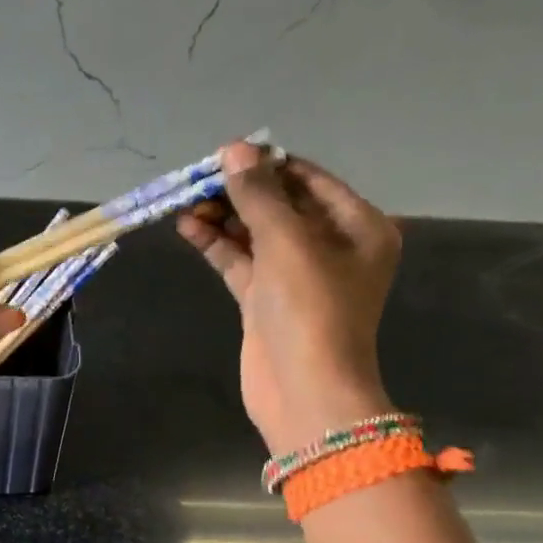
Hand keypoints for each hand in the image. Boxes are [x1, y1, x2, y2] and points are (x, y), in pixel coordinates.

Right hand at [177, 142, 399, 453]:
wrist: (305, 391)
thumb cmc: (310, 310)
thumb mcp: (287, 243)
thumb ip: (259, 196)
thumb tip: (234, 150)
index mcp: (357, 227)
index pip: (308, 180)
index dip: (267, 165)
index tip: (224, 154)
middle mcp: (330, 247)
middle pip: (279, 206)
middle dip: (239, 192)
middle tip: (196, 180)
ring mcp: (296, 277)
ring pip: (255, 235)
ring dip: (222, 218)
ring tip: (184, 202)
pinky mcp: (266, 302)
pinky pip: (241, 263)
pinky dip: (217, 246)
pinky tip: (188, 228)